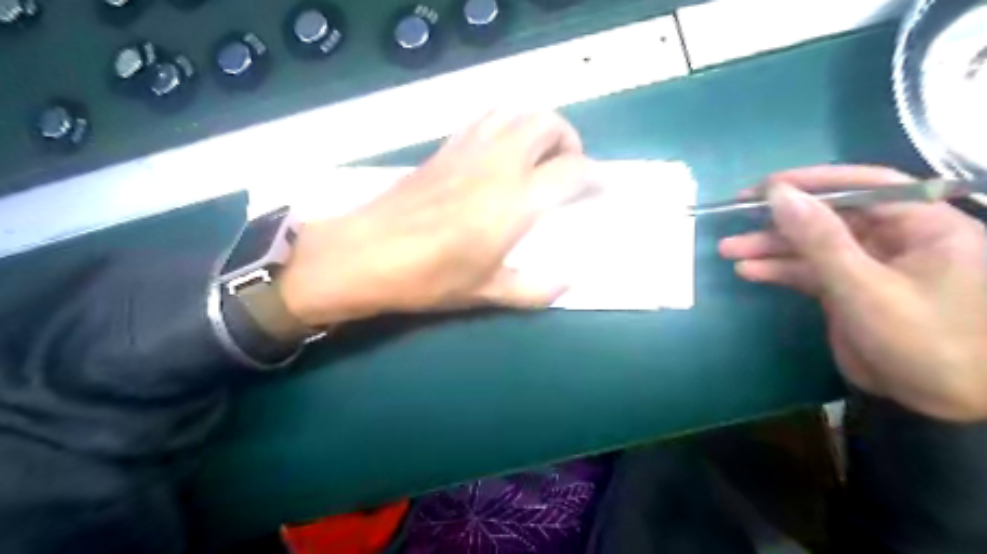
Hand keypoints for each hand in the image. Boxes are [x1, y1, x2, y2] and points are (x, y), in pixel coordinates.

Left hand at [277, 111, 592, 328]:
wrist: (365, 254)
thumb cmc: (428, 278)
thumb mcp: (487, 293)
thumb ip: (535, 289)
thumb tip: (568, 282)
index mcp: (514, 202)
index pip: (572, 171)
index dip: (595, 177)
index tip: (601, 188)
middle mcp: (498, 164)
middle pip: (548, 124)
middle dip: (569, 140)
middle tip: (569, 168)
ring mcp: (468, 150)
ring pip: (516, 111)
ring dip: (538, 125)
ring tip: (539, 155)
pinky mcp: (445, 148)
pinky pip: (485, 118)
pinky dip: (507, 123)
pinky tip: (501, 151)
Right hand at [722, 167, 986, 421]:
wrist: (944, 404)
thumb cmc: (924, 340)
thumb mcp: (864, 287)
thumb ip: (820, 239)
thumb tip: (779, 195)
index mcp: (925, 225)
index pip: (866, 186)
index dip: (813, 181)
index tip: (766, 186)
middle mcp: (897, 238)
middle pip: (831, 217)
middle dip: (781, 221)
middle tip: (736, 216)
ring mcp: (870, 266)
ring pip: (814, 246)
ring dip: (771, 247)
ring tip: (728, 249)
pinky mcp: (850, 290)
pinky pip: (810, 272)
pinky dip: (780, 271)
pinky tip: (748, 271)